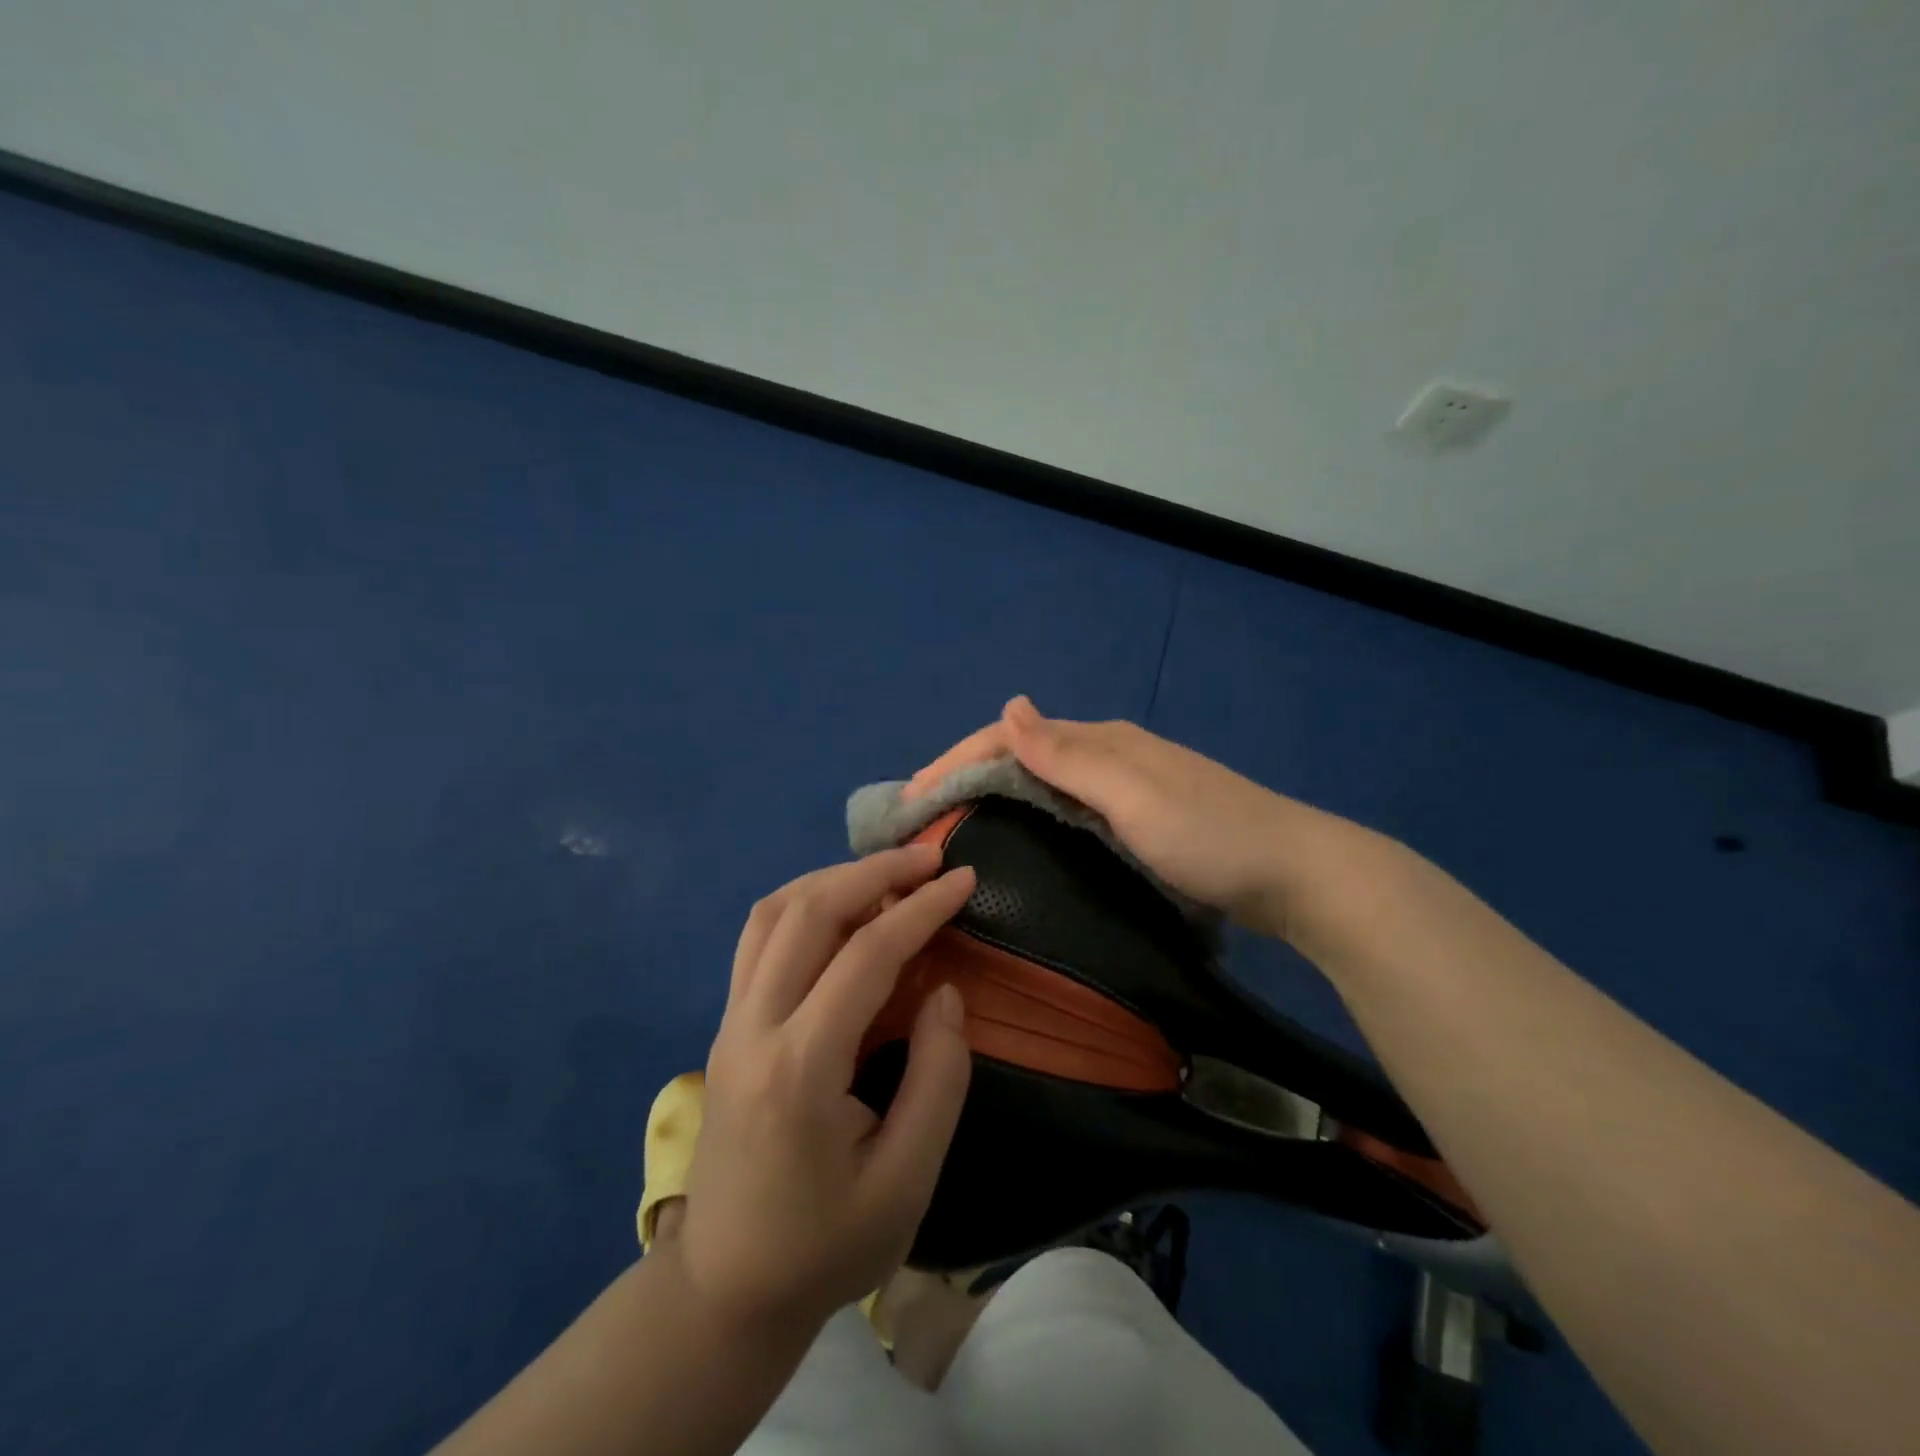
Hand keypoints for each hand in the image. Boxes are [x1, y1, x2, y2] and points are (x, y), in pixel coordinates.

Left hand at [673, 844, 975, 1335]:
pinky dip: (804, 901)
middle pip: (808, 911)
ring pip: (773, 912)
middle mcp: (753, 1027)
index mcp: (800, 1067)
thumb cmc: (826, 1245)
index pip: (865, 954)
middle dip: (874, 871)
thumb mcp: (907, 1181)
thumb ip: (937, 1079)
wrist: (725, 1289)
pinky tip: (840, 907)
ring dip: (833, 878)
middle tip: (929, 858)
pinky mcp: (726, 1026)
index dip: (920, 907)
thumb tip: (943, 991)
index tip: (963, 879)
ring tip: (889, 873)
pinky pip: (759, 937)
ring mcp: (730, 1022)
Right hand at [907, 696, 1329, 939]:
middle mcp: (1109, 755)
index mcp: (1103, 742)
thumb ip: (1069, 755)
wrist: (1298, 874)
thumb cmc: (1211, 837)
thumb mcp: (1134, 795)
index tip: (910, 800)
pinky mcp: (1139, 818)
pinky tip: (1021, 834)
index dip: (957, 761)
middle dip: (968, 774)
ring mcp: (1126, 787)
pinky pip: (1067, 804)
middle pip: (1023, 754)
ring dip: (996, 793)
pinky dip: (1030, 812)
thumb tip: (1009, 704)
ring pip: (1044, 780)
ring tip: (955, 824)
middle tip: (921, 816)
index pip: (1011, 739)